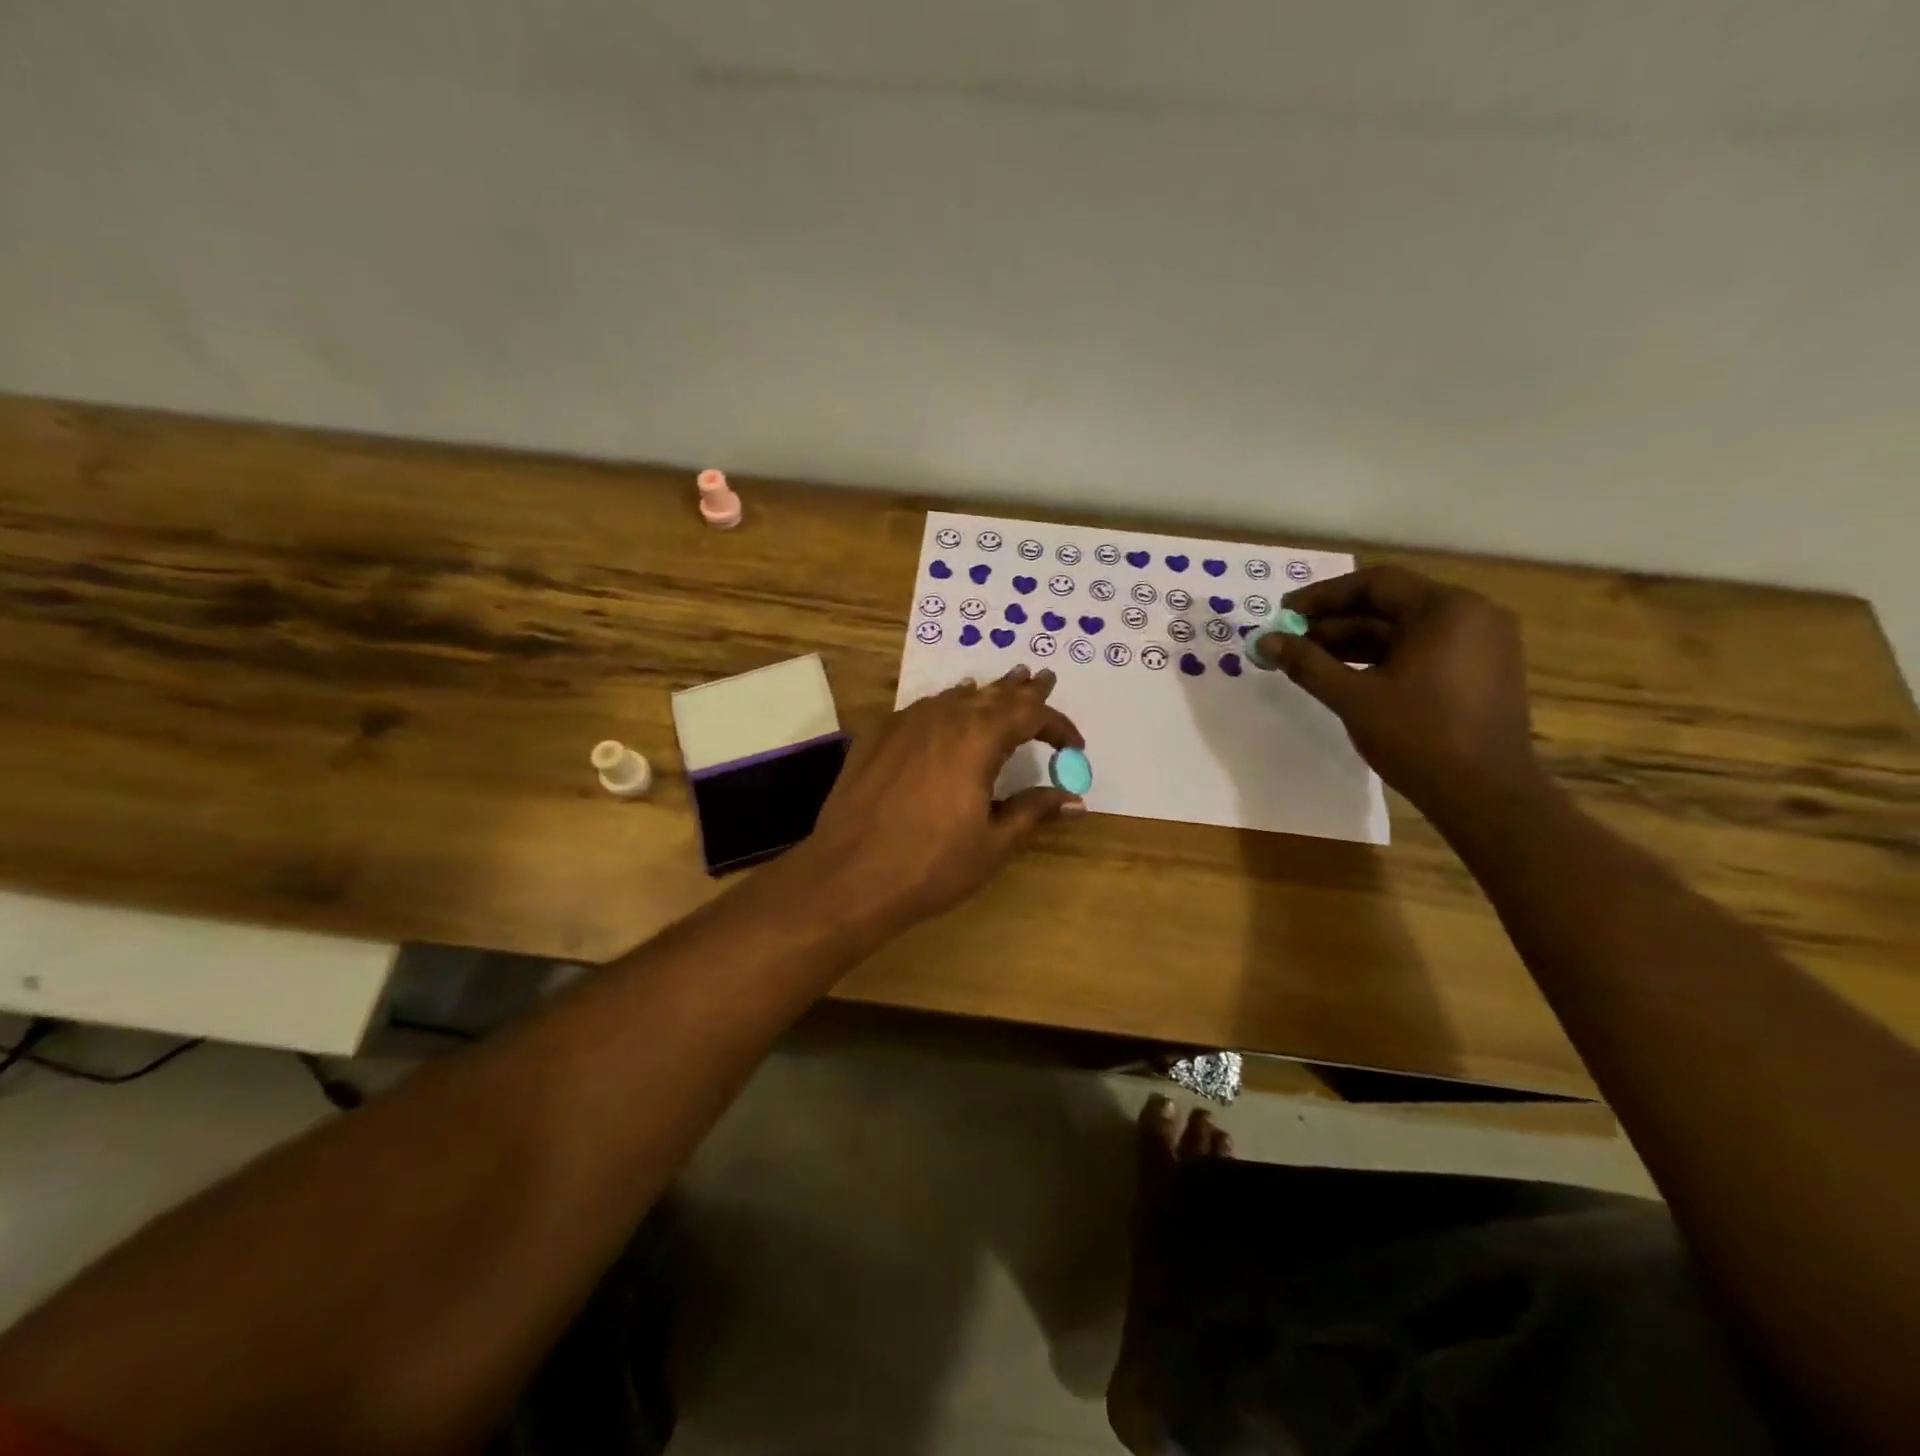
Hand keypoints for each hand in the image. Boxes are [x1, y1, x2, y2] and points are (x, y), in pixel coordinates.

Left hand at [793, 665, 1085, 931]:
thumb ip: (1034, 811)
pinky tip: (945, 712)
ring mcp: (904, 723)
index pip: (1029, 714)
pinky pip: (922, 709)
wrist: (848, 876)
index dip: (1057, 725)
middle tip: (1042, 678)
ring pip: (954, 696)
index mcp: (978, 738)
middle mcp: (942, 717)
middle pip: (991, 694)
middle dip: (1022, 690)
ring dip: (983, 694)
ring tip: (1000, 688)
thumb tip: (1073, 799)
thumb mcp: (994, 843)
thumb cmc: (931, 864)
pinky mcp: (877, 736)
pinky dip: (945, 707)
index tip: (1074, 746)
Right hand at [1257, 565, 1542, 820]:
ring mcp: (1482, 642)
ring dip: (1356, 641)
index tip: (1284, 614)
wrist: (1486, 795)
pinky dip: (1384, 657)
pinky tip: (1348, 675)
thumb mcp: (1353, 698)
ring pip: (1405, 629)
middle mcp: (1472, 614)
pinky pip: (1424, 648)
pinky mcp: (1482, 669)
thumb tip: (1265, 641)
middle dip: (1335, 621)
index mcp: (1446, 609)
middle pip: (1391, 604)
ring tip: (1310, 660)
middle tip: (1291, 640)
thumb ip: (1307, 664)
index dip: (1322, 596)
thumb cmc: (1419, 738)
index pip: (1374, 583)